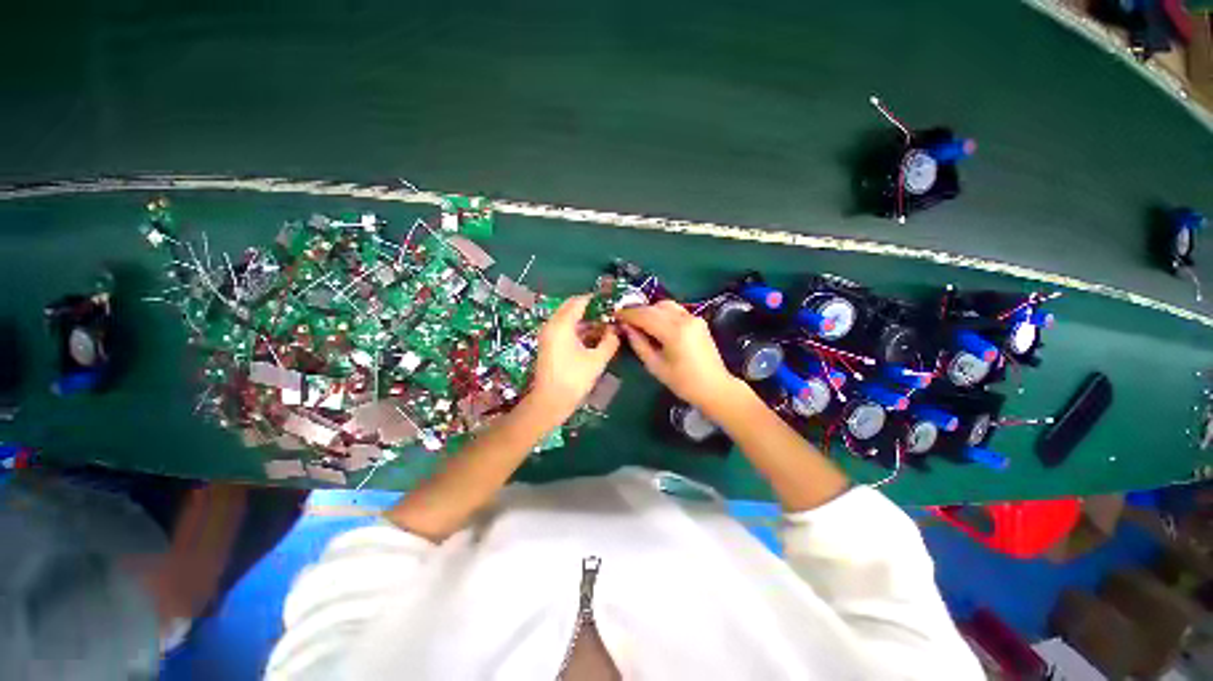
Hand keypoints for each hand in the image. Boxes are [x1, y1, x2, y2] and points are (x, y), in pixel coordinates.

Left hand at [531, 294, 620, 418]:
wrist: (550, 402)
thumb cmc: (574, 379)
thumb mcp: (597, 360)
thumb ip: (610, 341)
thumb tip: (616, 330)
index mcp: (562, 324)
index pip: (579, 301)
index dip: (596, 299)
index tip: (611, 302)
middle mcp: (552, 325)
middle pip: (572, 308)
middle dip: (591, 309)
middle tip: (610, 314)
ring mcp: (548, 335)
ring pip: (568, 319)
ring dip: (586, 320)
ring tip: (606, 325)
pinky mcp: (549, 344)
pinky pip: (565, 329)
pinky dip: (578, 329)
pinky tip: (594, 337)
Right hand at [616, 301, 745, 414]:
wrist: (714, 387)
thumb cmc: (683, 382)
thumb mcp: (655, 365)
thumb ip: (638, 343)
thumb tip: (625, 327)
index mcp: (673, 332)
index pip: (644, 316)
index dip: (627, 314)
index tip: (615, 315)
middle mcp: (684, 319)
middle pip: (655, 307)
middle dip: (638, 311)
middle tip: (624, 318)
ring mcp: (693, 317)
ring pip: (666, 305)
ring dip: (650, 310)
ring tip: (639, 321)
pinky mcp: (698, 320)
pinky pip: (676, 310)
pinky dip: (663, 313)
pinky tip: (656, 324)